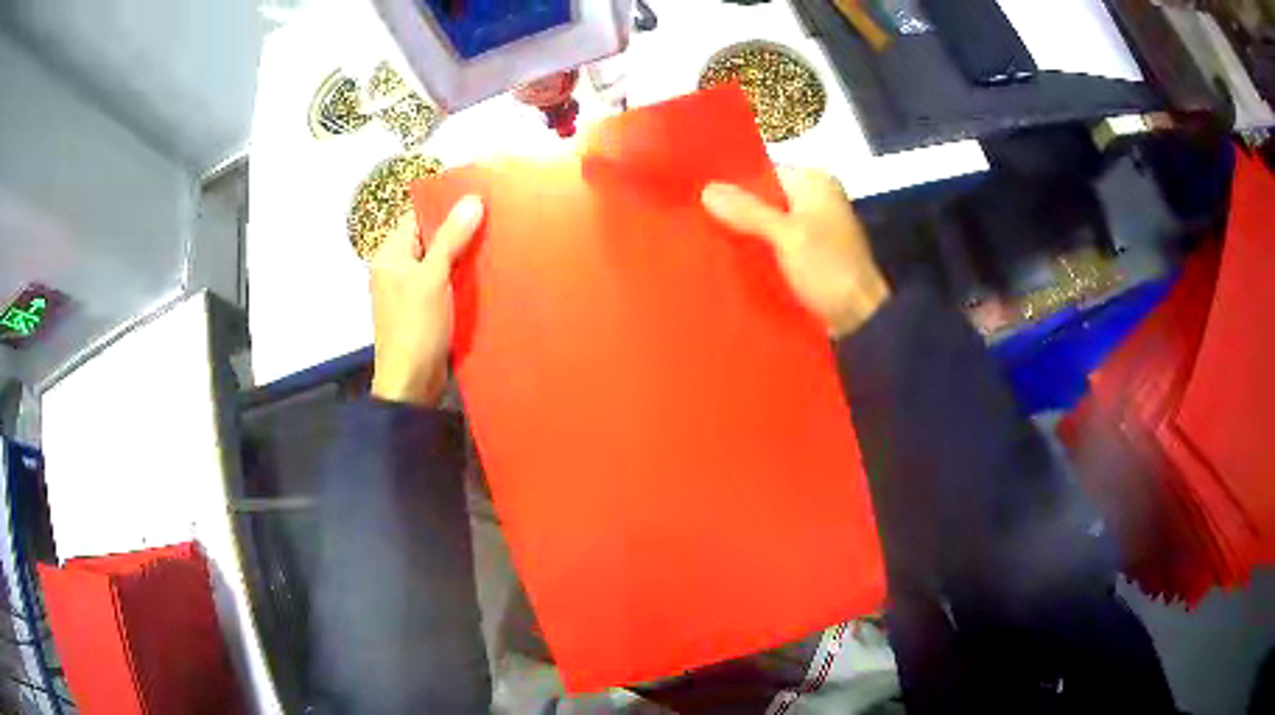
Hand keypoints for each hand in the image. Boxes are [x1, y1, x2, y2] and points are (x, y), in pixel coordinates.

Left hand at [369, 195, 484, 406]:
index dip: (444, 205)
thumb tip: (472, 199)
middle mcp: (398, 268)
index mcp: (390, 255)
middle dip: (459, 229)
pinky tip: (488, 272)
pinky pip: (446, 283)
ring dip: (464, 254)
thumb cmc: (415, 328)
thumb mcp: (432, 278)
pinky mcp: (426, 309)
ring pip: (441, 261)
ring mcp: (412, 290)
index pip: (417, 217)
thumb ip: (451, 238)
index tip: (478, 195)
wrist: (411, 384)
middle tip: (495, 216)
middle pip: (430, 238)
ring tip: (498, 239)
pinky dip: (463, 277)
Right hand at [702, 168, 889, 337]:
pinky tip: (733, 261)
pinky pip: (777, 245)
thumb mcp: (786, 235)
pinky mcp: (811, 256)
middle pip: (766, 199)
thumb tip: (706, 189)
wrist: (861, 318)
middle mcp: (816, 200)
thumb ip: (748, 211)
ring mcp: (815, 229)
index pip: (765, 171)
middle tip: (697, 221)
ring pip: (770, 224)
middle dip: (736, 211)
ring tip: (707, 240)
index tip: (698, 195)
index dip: (734, 183)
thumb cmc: (828, 268)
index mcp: (815, 184)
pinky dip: (759, 251)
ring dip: (746, 234)